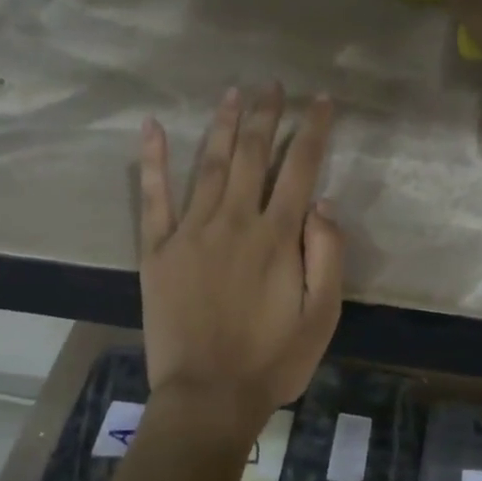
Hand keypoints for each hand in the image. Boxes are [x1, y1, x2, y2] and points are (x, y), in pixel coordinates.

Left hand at [137, 85, 344, 450]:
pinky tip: (153, 128)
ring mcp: (191, 232)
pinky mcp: (157, 250)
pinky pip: (153, 198)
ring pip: (211, 165)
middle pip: (254, 155)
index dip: (313, 130)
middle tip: (274, 84)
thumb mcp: (323, 315)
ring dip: (224, 126)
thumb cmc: (273, 360)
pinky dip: (153, 161)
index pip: (300, 168)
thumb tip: (322, 200)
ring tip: (235, 92)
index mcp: (278, 237)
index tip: (320, 101)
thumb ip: (328, 254)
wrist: (207, 397)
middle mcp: (235, 222)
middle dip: (268, 115)